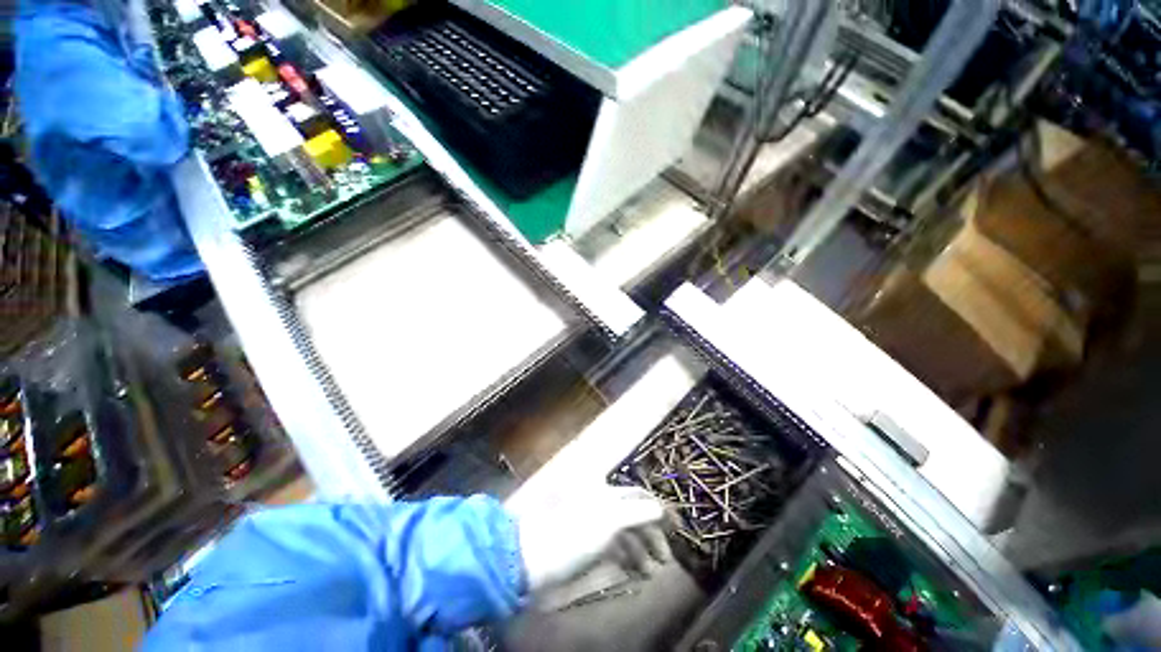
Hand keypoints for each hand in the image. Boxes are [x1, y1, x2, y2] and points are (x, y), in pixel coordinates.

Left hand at [515, 485, 667, 590]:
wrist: (533, 558)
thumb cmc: (574, 534)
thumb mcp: (609, 519)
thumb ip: (638, 511)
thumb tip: (661, 507)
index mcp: (607, 492)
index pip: (639, 494)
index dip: (659, 507)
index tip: (678, 526)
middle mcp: (603, 504)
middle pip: (635, 515)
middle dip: (652, 534)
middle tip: (666, 558)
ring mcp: (595, 526)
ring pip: (626, 534)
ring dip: (641, 550)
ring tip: (652, 572)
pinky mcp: (588, 545)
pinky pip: (614, 549)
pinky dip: (627, 559)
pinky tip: (634, 572)